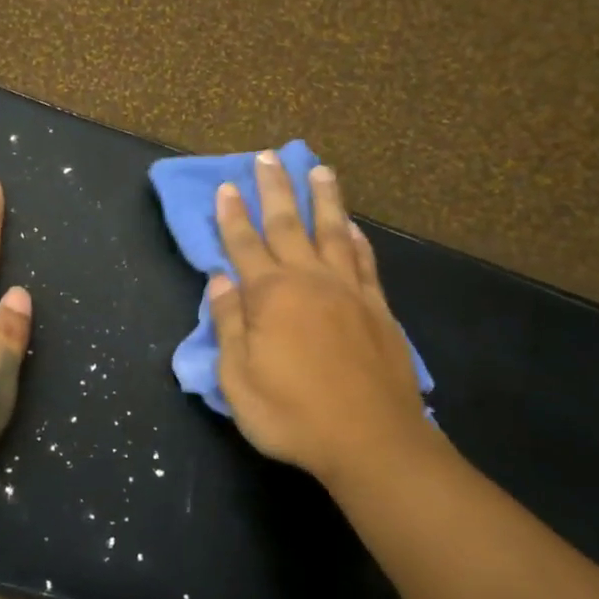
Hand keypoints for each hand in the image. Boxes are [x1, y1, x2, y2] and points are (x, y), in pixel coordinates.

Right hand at [209, 153, 434, 487]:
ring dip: (322, 199)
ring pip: (333, 232)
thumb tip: (220, 280)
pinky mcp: (378, 309)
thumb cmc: (293, 414)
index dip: (232, 216)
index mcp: (270, 296)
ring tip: (318, 169)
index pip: (244, 245)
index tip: (226, 186)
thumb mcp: (238, 379)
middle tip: (267, 157)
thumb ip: (229, 325)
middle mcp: (310, 281)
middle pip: (288, 225)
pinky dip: (357, 239)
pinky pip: (365, 262)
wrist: (371, 441)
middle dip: (274, 190)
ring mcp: (349, 291)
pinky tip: (353, 225)